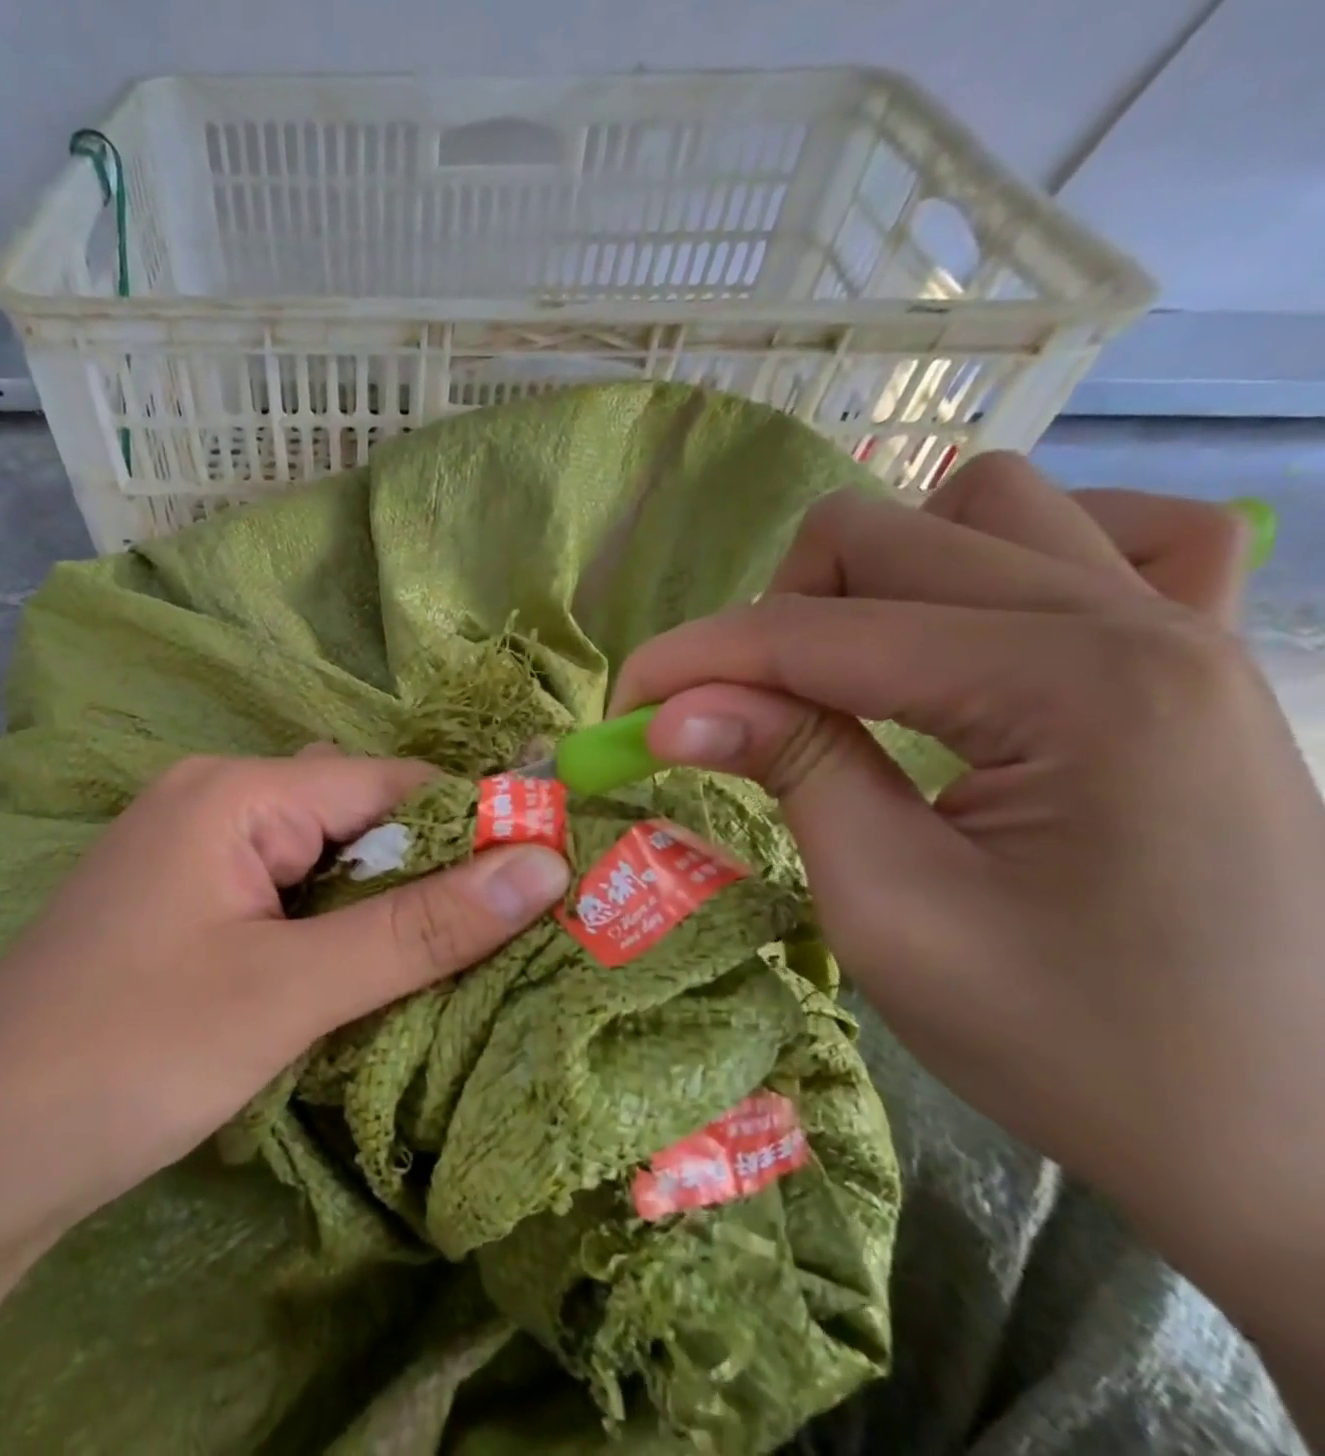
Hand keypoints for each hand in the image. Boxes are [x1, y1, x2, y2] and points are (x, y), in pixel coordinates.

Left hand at [0, 753, 568, 1453]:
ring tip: (451, 957)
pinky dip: (330, 925)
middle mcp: (211, 800)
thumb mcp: (291, 990)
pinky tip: (360, 971)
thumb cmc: (131, 1052)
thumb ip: (419, 928)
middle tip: (509, 930)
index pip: (387, 784)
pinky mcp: (180, 904)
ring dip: (380, 905)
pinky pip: (281, 892)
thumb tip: (543, 866)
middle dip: (427, 870)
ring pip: (320, 859)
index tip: (546, 875)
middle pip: (353, 817)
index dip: (471, 823)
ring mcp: (190, 852)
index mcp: (236, 790)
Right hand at [611, 453, 1324, 1374]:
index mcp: (1069, 688)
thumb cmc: (1069, 1039)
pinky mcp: (1198, 653)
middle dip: (767, 617)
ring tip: (845, 669)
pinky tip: (977, 631)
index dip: (694, 658)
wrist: (1274, 1133)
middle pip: (881, 535)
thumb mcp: (889, 910)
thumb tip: (671, 710)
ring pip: (981, 505)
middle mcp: (1133, 620)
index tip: (622, 706)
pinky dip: (1010, 559)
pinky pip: (1112, 534)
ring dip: (877, 575)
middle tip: (725, 711)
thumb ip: (789, 770)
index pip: (815, 631)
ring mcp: (1183, 623)